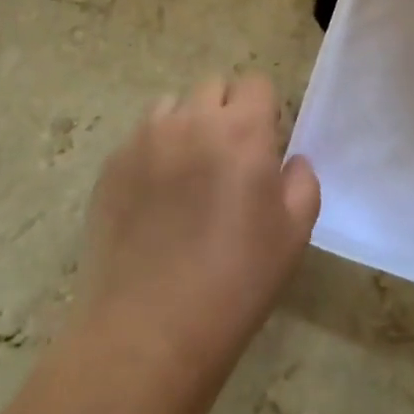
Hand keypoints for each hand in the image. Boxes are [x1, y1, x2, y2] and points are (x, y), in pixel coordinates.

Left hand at [76, 75, 319, 389]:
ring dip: (186, 125)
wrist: (149, 330)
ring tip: (187, 173)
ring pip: (172, 107)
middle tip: (228, 159)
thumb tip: (290, 161)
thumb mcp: (294, 234)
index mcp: (242, 131)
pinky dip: (153, 152)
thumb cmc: (236, 281)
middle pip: (213, 87)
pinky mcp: (111, 166)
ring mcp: (144, 141)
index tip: (264, 144)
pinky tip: (155, 199)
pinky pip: (139, 138)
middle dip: (226, 111)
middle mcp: (191, 121)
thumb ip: (302, 182)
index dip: (264, 109)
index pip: (256, 83)